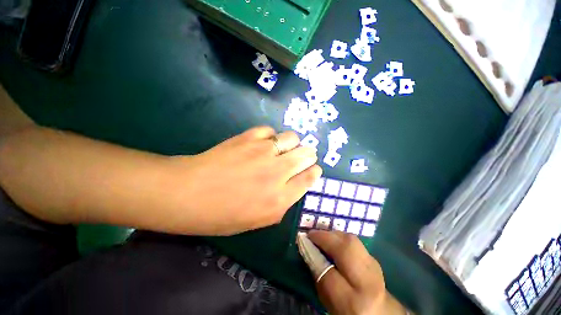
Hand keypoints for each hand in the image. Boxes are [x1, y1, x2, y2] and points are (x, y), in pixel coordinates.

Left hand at [172, 126, 321, 235]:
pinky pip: (270, 131)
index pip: (309, 178)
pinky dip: (271, 136)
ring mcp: (264, 152)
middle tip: (303, 156)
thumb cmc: (222, 215)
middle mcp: (277, 173)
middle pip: (306, 154)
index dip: (314, 171)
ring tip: (284, 148)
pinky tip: (264, 143)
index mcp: (280, 198)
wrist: (189, 193)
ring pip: (293, 138)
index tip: (314, 168)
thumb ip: (282, 204)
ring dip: (293, 143)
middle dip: (308, 155)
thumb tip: (294, 185)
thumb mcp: (258, 221)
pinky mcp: (249, 138)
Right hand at [308, 230, 408, 314]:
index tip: (303, 242)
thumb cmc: (348, 309)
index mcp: (353, 302)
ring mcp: (374, 267)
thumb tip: (308, 250)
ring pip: (351, 241)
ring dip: (333, 234)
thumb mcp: (329, 301)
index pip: (330, 275)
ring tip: (322, 236)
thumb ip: (319, 278)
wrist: (378, 311)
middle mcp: (368, 283)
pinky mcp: (374, 258)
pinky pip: (354, 241)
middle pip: (346, 250)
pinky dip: (341, 237)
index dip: (314, 255)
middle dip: (326, 238)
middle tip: (312, 235)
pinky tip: (334, 240)